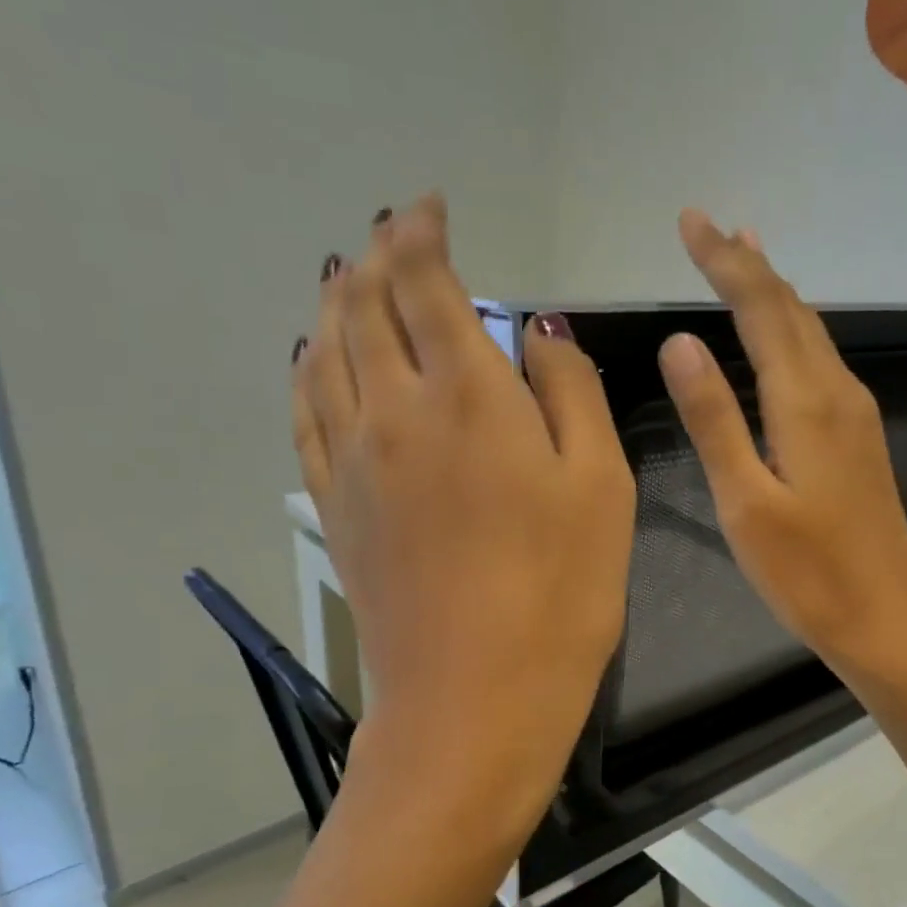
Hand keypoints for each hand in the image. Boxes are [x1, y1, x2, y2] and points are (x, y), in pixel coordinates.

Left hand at [293, 196, 634, 834]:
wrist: (475, 699)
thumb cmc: (561, 593)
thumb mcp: (601, 486)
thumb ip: (571, 393)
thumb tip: (538, 332)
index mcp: (469, 398)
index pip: (426, 285)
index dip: (421, 234)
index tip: (429, 207)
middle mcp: (394, 412)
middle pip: (365, 308)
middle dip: (376, 257)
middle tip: (391, 233)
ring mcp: (352, 462)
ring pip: (324, 352)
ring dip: (336, 303)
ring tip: (349, 279)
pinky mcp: (333, 508)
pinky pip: (304, 413)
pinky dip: (306, 368)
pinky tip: (312, 359)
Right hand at [659, 211, 906, 684]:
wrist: (886, 621)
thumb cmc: (808, 574)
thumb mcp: (745, 501)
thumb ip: (714, 419)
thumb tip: (681, 341)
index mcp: (806, 403)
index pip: (762, 309)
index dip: (725, 262)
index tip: (690, 221)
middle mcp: (838, 393)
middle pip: (791, 311)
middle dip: (748, 265)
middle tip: (709, 228)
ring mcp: (855, 415)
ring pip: (810, 333)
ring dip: (773, 293)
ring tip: (742, 258)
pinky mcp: (859, 439)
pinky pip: (820, 362)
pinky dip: (792, 331)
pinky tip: (781, 335)